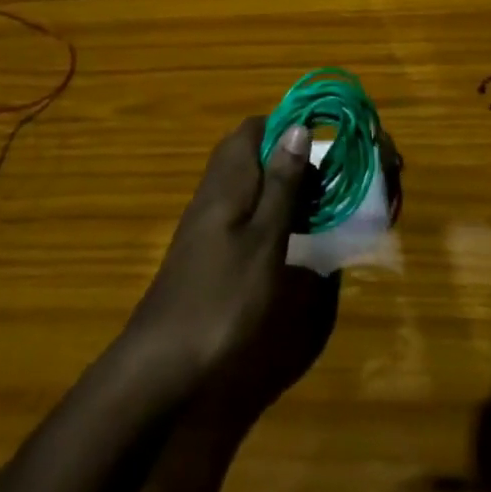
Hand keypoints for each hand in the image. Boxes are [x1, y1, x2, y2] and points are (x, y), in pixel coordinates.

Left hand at [129, 117, 312, 381]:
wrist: (163, 365)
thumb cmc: (222, 299)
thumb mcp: (264, 240)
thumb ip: (281, 184)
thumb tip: (298, 126)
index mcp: (227, 181)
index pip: (254, 128)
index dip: (289, 127)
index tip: (326, 144)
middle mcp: (214, 192)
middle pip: (250, 154)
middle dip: (289, 158)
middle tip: (327, 182)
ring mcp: (207, 223)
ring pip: (247, 185)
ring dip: (281, 188)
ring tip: (318, 209)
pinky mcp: (208, 251)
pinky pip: (242, 214)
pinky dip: (269, 216)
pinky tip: (290, 242)